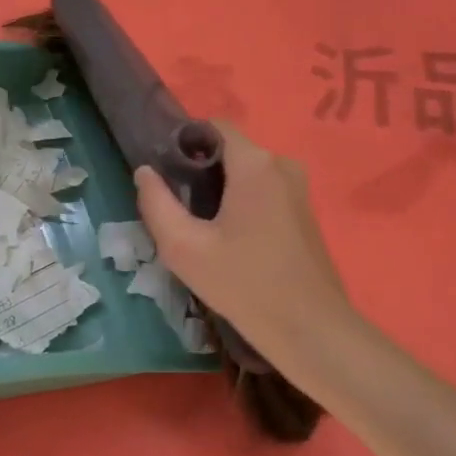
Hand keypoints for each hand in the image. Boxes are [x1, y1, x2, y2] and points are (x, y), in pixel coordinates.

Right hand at [133, 126, 350, 364]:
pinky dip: (241, 205)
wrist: (310, 329)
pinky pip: (263, 192)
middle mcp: (282, 164)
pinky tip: (229, 242)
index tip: (166, 176)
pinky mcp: (304, 212)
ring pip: (246, 174)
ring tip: (200, 230)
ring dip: (220, 192)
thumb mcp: (184, 248)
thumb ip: (156, 203)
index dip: (184, 143)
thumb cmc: (244, 284)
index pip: (213, 126)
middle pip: (229, 152)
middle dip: (199, 172)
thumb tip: (145, 171)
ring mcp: (298, 188)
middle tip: (178, 211)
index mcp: (255, 163)